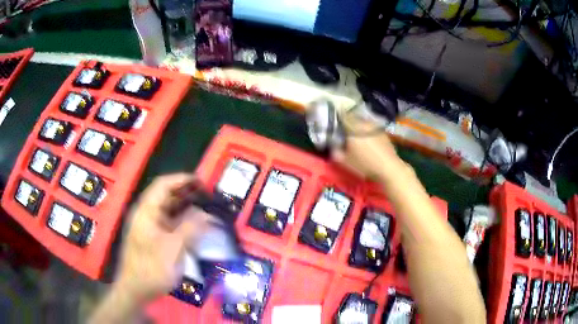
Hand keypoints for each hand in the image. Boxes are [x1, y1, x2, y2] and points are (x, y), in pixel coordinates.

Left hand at [114, 174, 211, 303]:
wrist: (136, 290)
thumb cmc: (151, 268)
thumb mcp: (173, 248)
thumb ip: (191, 228)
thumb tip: (207, 215)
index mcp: (146, 211)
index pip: (163, 185)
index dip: (182, 179)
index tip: (202, 181)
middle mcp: (147, 215)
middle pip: (167, 197)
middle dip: (187, 194)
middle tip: (209, 197)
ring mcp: (151, 227)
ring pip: (170, 212)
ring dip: (187, 209)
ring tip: (207, 210)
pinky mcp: (155, 238)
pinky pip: (171, 225)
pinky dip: (184, 223)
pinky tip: (197, 228)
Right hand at [332, 113, 405, 180]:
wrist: (389, 168)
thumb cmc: (365, 164)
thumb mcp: (345, 162)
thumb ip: (335, 152)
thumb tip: (333, 145)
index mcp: (353, 127)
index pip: (342, 116)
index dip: (337, 118)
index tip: (334, 124)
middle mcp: (364, 123)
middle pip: (353, 118)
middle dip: (348, 123)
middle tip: (344, 132)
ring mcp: (375, 127)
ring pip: (363, 123)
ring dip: (358, 128)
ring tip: (356, 138)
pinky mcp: (383, 133)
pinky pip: (371, 129)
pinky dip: (368, 133)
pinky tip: (368, 142)